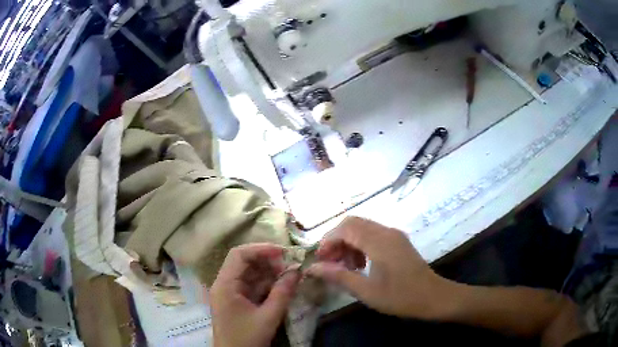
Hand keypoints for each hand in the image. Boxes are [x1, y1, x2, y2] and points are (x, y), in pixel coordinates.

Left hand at [210, 244, 300, 346]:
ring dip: (269, 273)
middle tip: (291, 266)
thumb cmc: (247, 339)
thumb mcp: (268, 317)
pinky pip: (251, 287)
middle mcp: (224, 285)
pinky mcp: (236, 302)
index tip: (284, 253)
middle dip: (268, 262)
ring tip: (290, 275)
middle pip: (244, 263)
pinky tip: (281, 287)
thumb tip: (297, 270)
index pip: (239, 255)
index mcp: (225, 285)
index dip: (261, 249)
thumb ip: (283, 293)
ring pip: (249, 274)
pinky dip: (266, 285)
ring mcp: (230, 294)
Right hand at [306, 217, 451, 319]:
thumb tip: (312, 268)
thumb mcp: (366, 291)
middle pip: (353, 223)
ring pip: (363, 228)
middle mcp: (386, 232)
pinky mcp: (398, 241)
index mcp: (379, 241)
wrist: (433, 297)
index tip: (320, 260)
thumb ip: (338, 276)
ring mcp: (394, 235)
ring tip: (344, 267)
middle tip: (330, 262)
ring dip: (348, 243)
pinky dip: (360, 245)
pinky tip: (360, 265)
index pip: (345, 228)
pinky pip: (373, 235)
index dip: (328, 241)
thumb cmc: (400, 297)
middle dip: (336, 240)